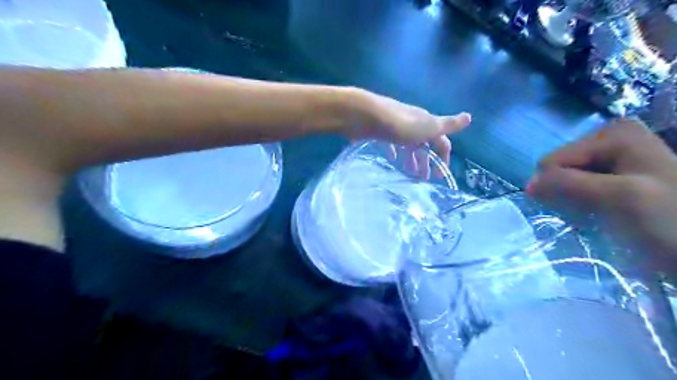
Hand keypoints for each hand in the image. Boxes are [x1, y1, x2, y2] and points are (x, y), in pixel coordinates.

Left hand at [344, 89, 471, 165]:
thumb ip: (447, 124)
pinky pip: (390, 143)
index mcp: (426, 124)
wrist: (365, 115)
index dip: (443, 157)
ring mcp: (395, 127)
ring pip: (408, 145)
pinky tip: (392, 159)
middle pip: (424, 145)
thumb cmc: (399, 124)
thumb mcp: (427, 126)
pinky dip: (394, 152)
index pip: (441, 141)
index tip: (440, 175)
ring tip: (409, 173)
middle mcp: (413, 124)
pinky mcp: (380, 131)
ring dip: (411, 159)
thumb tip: (469, 117)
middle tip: (423, 179)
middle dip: (426, 162)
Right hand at [526, 119, 676, 272]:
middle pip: (561, 169)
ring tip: (600, 215)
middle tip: (593, 212)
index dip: (560, 186)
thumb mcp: (619, 197)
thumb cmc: (672, 221)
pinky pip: (579, 187)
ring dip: (575, 201)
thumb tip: (528, 185)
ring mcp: (614, 158)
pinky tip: (602, 214)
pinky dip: (583, 204)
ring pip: (567, 180)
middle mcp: (610, 139)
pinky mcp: (615, 176)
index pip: (554, 161)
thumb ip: (568, 185)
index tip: (583, 207)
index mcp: (613, 134)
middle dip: (568, 193)